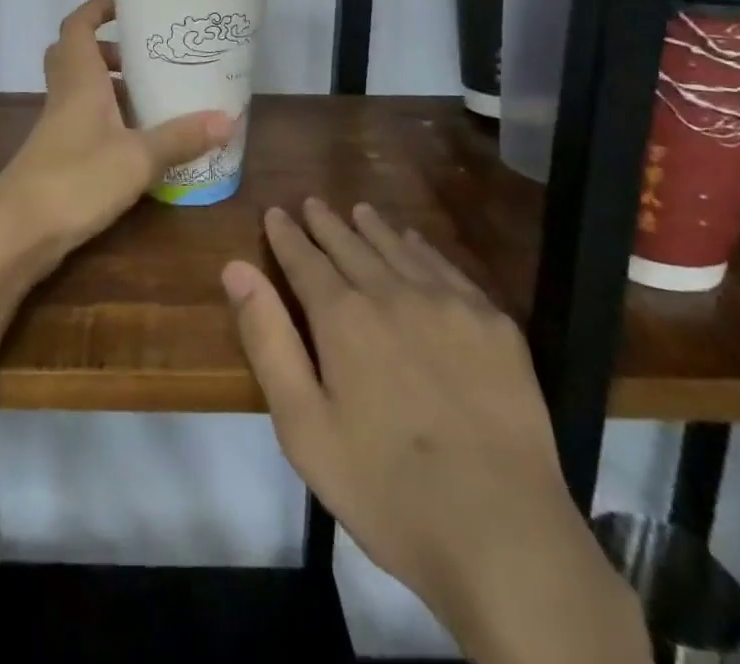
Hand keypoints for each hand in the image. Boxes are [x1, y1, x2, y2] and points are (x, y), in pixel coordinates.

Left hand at [0, 0, 232, 281]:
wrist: (17, 231)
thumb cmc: (76, 179)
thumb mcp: (138, 157)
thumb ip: (180, 137)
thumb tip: (228, 119)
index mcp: (79, 79)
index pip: (77, 26)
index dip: (97, 8)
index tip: (128, 4)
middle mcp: (65, 95)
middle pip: (76, 54)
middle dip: (110, 48)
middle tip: (146, 55)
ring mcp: (58, 127)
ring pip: (81, 89)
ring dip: (111, 85)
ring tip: (152, 95)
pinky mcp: (58, 155)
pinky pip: (84, 120)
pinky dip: (109, 119)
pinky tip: (138, 141)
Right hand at [222, 201, 646, 663]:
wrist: (503, 537)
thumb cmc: (386, 487)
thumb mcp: (303, 425)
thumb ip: (267, 340)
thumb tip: (236, 268)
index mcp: (343, 317)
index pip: (305, 259)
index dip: (286, 234)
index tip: (275, 212)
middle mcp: (393, 293)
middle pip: (352, 245)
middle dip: (326, 223)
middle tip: (313, 203)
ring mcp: (449, 305)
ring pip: (400, 249)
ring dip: (374, 228)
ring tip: (359, 210)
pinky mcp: (495, 325)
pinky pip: (448, 269)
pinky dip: (423, 249)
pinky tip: (416, 244)